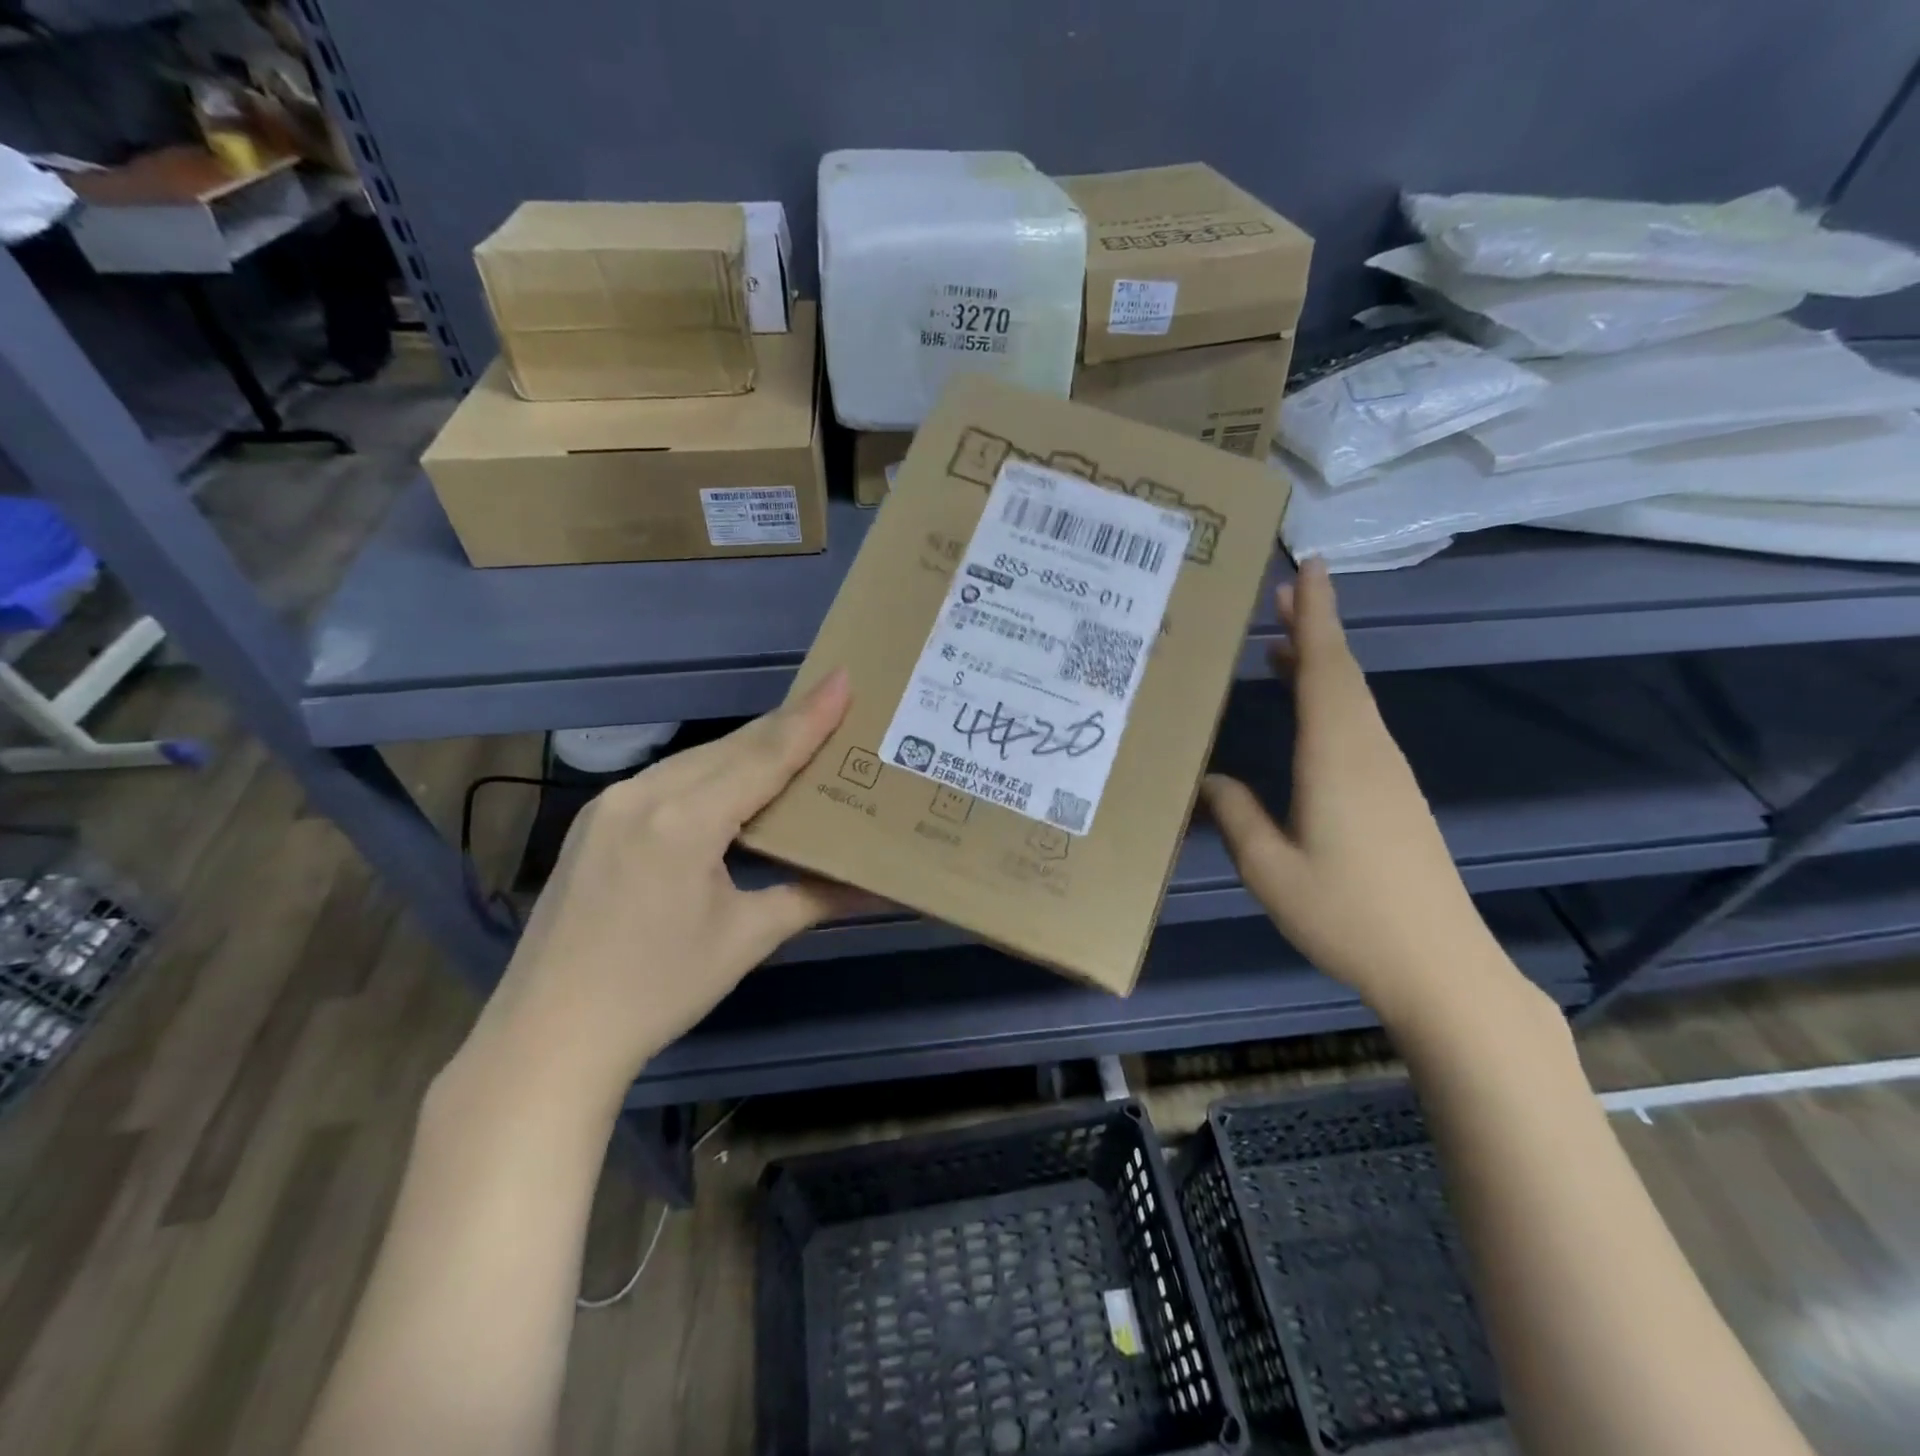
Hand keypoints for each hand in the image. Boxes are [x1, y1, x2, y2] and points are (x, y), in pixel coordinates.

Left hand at [464, 671, 865, 1108]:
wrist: (549, 1037)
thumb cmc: (658, 990)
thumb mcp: (745, 938)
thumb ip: (813, 898)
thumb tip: (880, 890)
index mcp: (685, 820)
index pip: (764, 755)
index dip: (809, 717)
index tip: (843, 678)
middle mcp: (643, 794)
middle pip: (731, 747)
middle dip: (785, 726)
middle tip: (832, 706)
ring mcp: (610, 804)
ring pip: (696, 759)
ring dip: (747, 749)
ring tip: (795, 741)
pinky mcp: (594, 821)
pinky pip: (666, 779)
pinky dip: (710, 772)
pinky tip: (732, 782)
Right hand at [1200, 562, 1517, 1022]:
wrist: (1438, 965)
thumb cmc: (1347, 914)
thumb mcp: (1270, 869)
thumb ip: (1236, 815)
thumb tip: (1209, 778)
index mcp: (1337, 757)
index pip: (1326, 668)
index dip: (1318, 615)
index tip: (1310, 566)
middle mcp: (1367, 751)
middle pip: (1342, 674)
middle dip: (1314, 628)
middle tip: (1283, 592)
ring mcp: (1387, 773)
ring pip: (1352, 699)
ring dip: (1320, 664)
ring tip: (1279, 645)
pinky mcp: (1394, 795)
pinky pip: (1357, 726)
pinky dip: (1330, 700)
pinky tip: (1306, 714)